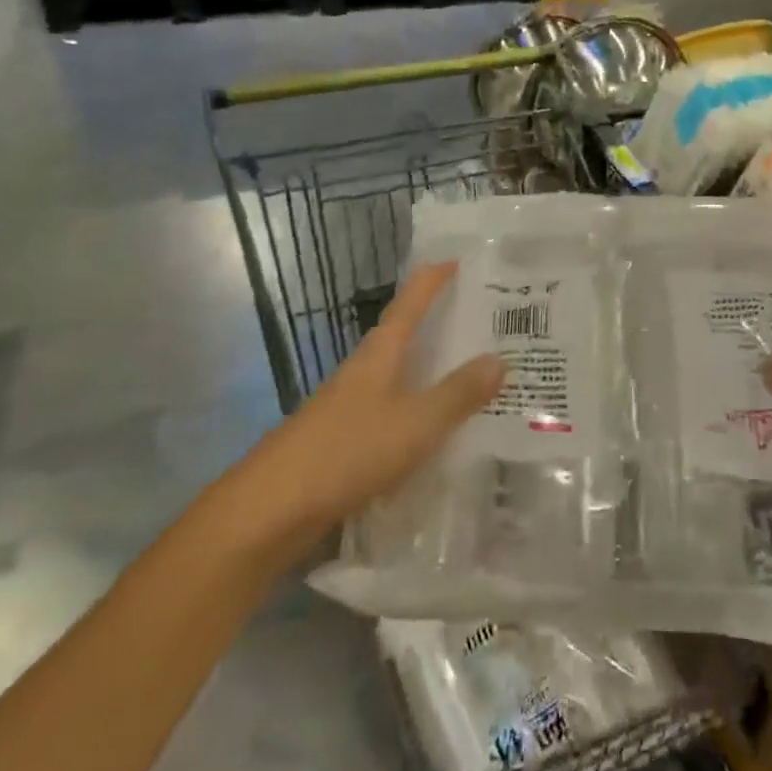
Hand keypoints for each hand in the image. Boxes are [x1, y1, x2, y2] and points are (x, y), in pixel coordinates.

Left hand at [223, 263, 503, 550]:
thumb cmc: (347, 452)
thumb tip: (500, 358)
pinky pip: (391, 411)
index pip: (409, 303)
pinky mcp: (342, 440)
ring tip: (470, 373)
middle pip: (403, 336)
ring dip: (429, 369)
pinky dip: (417, 410)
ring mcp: (349, 406)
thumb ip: (458, 393)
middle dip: (438, 323)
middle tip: (481, 320)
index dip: (432, 280)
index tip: (458, 260)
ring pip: (398, 375)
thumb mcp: (415, 423)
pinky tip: (435, 431)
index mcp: (379, 354)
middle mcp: (363, 371)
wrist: (272, 510)